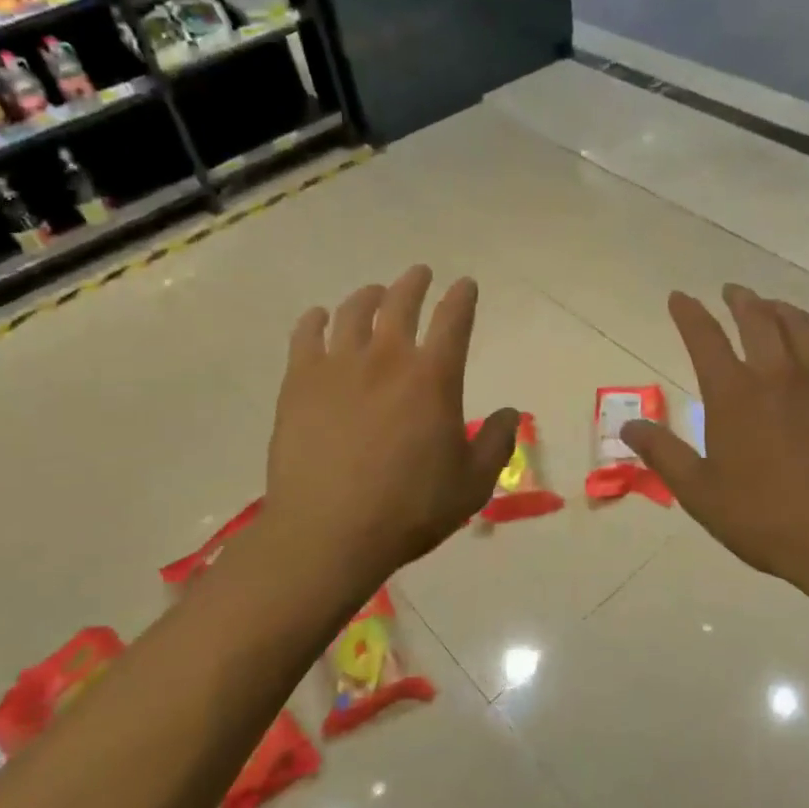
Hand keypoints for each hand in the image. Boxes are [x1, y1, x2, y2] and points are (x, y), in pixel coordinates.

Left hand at [264, 265, 519, 587]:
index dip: (462, 297)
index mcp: (433, 377)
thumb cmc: (408, 510)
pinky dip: (315, 320)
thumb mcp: (471, 485)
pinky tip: (319, 318)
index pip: (454, 320)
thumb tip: (509, 413)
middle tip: (419, 274)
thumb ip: (496, 444)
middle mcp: (387, 358)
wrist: (328, 533)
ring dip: (368, 295)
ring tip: (374, 292)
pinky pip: (306, 335)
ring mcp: (338, 366)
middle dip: (414, 282)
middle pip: (401, 302)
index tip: (465, 285)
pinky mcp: (299, 382)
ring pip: (353, 311)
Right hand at [621, 285, 808, 600]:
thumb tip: (627, 427)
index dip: (688, 313)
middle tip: (732, 292)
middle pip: (756, 319)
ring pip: (802, 325)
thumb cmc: (767, 519)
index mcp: (733, 394)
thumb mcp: (700, 493)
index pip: (703, 337)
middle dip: (740, 300)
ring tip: (774, 306)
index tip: (679, 297)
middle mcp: (777, 373)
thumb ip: (663, 454)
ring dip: (783, 309)